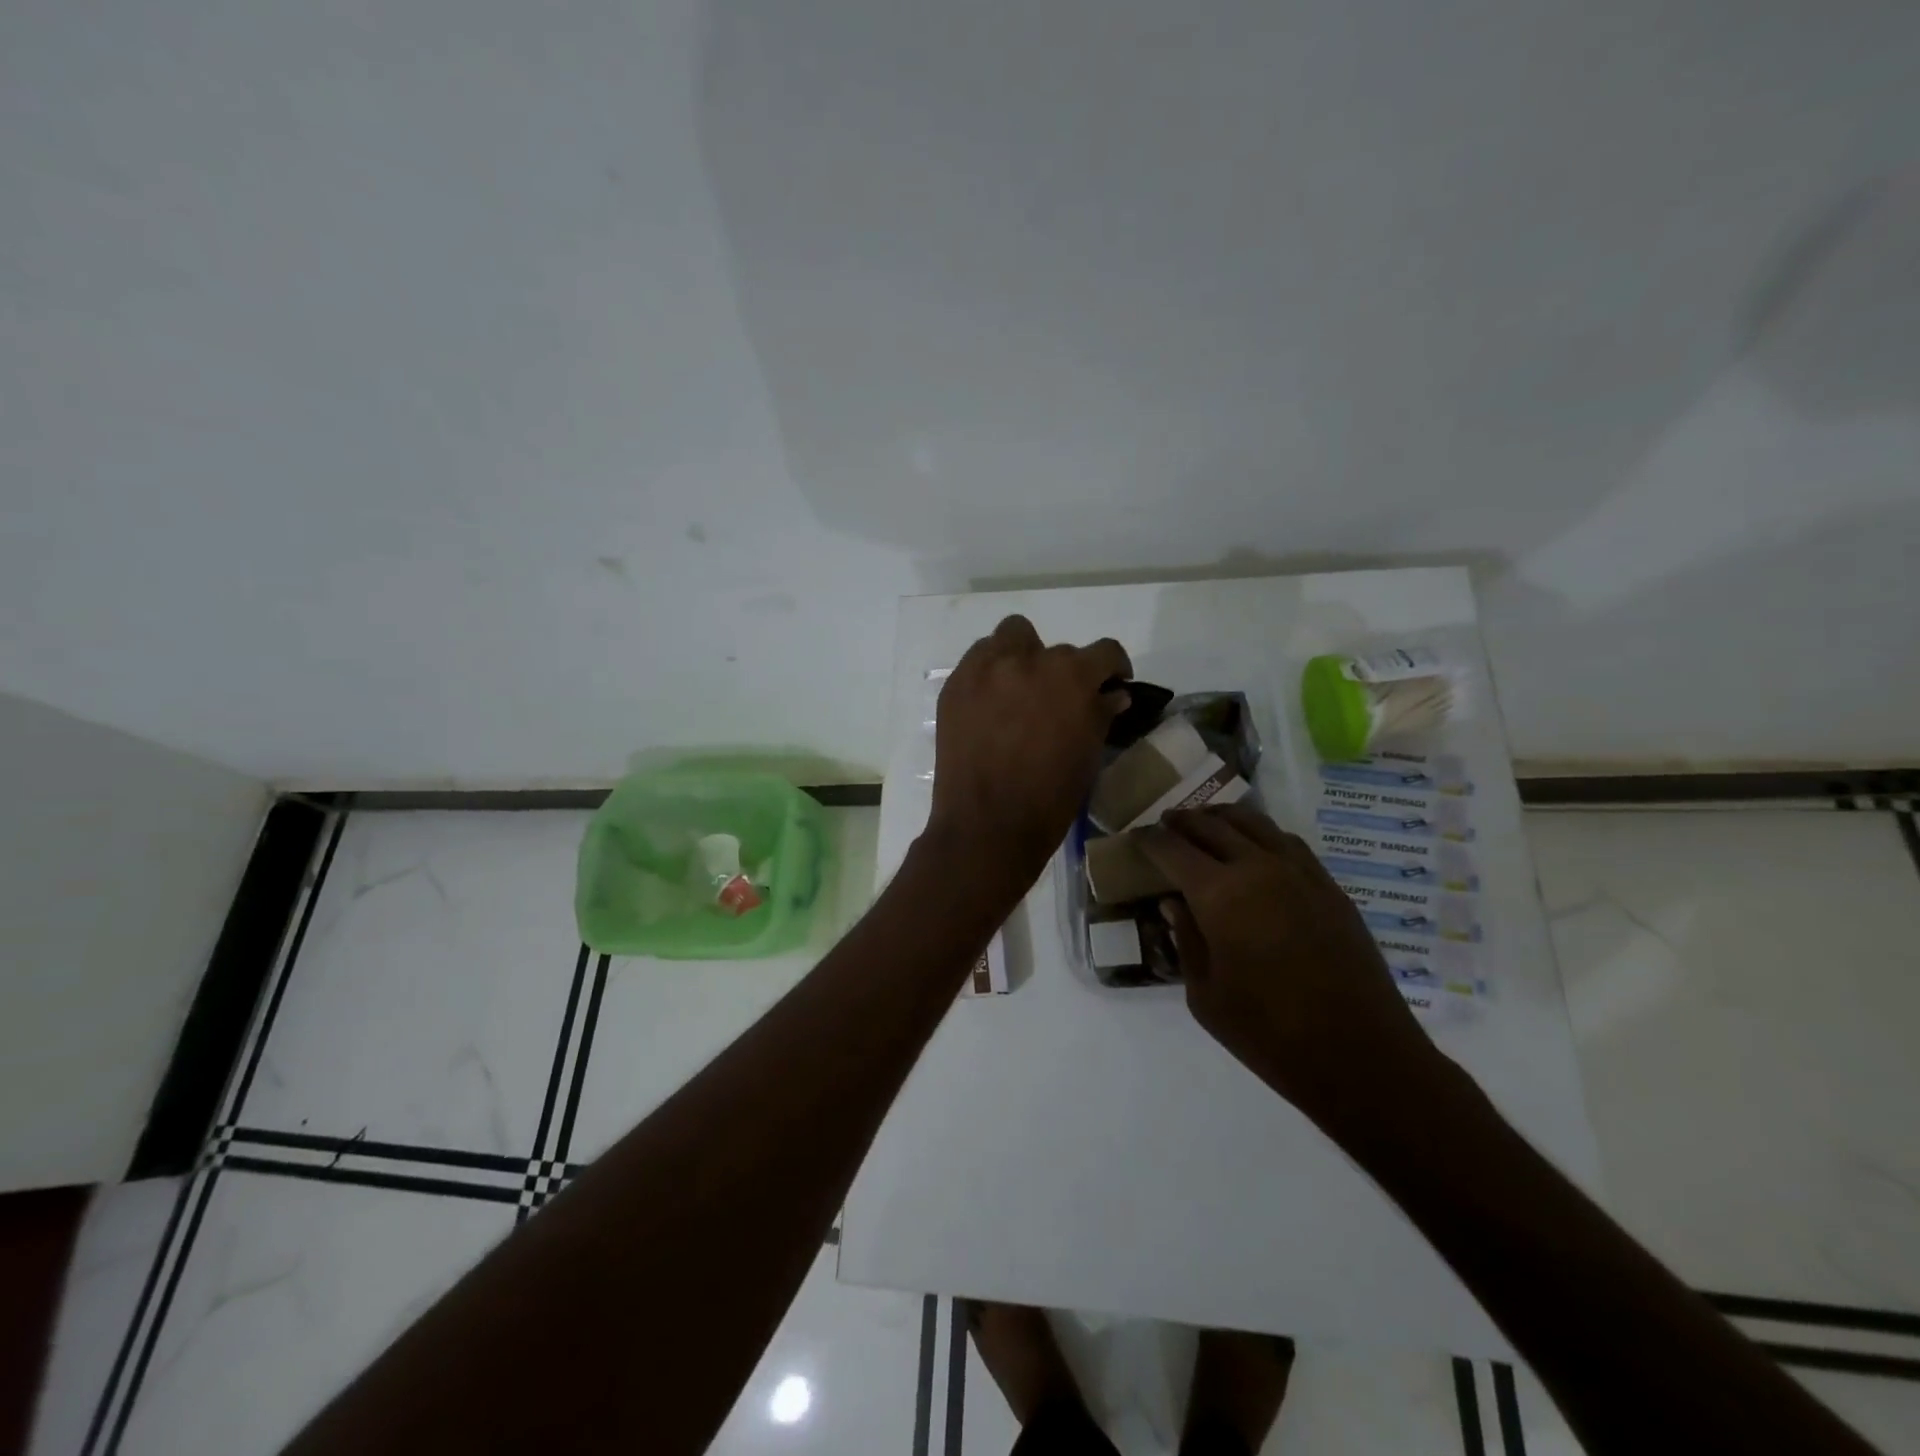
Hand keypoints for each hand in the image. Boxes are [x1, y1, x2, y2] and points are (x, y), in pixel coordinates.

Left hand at [925, 615, 1130, 890]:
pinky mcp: (956, 685)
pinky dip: (991, 671)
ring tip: (1021, 690)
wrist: (987, 826)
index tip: (1111, 685)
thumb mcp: (1088, 755)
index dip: (1113, 667)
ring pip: (1011, 637)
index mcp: (1072, 677)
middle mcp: (1029, 660)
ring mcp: (986, 669)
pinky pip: (979, 659)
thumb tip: (1113, 695)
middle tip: (1057, 702)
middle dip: (1063, 672)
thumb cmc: (1050, 798)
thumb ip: (1101, 714)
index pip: (1104, 652)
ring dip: (1023, 655)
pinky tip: (992, 703)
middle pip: (1056, 649)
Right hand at [1140, 803, 1434, 1115]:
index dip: (1149, 840)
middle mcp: (1258, 868)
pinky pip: (1287, 842)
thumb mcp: (1205, 995)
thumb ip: (1186, 940)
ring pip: (1253, 823)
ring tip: (1206, 823)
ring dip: (1222, 818)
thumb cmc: (1269, 1034)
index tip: (1136, 837)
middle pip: (1211, 825)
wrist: (1361, 1055)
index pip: (1173, 849)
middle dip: (1182, 822)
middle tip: (1165, 824)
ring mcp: (1299, 872)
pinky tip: (1255, 847)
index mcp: (1219, 895)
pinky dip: (1261, 834)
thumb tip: (1173, 903)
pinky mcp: (1329, 886)